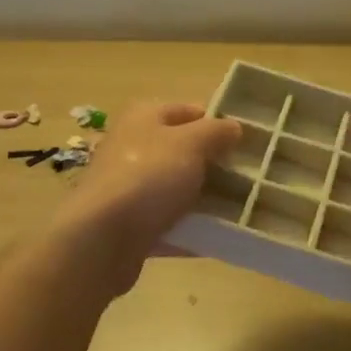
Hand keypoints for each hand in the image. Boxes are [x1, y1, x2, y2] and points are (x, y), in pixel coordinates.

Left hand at [54, 101, 240, 288]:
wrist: (101, 239)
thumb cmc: (148, 178)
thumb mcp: (191, 144)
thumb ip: (216, 132)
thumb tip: (234, 126)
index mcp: (144, 118)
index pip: (189, 111)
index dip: (218, 123)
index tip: (247, 143)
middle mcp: (132, 148)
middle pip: (182, 151)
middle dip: (214, 164)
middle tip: (248, 178)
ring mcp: (129, 188)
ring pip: (175, 189)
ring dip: (203, 199)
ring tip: (240, 210)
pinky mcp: (129, 225)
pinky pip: (168, 224)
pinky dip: (190, 230)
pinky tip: (217, 239)